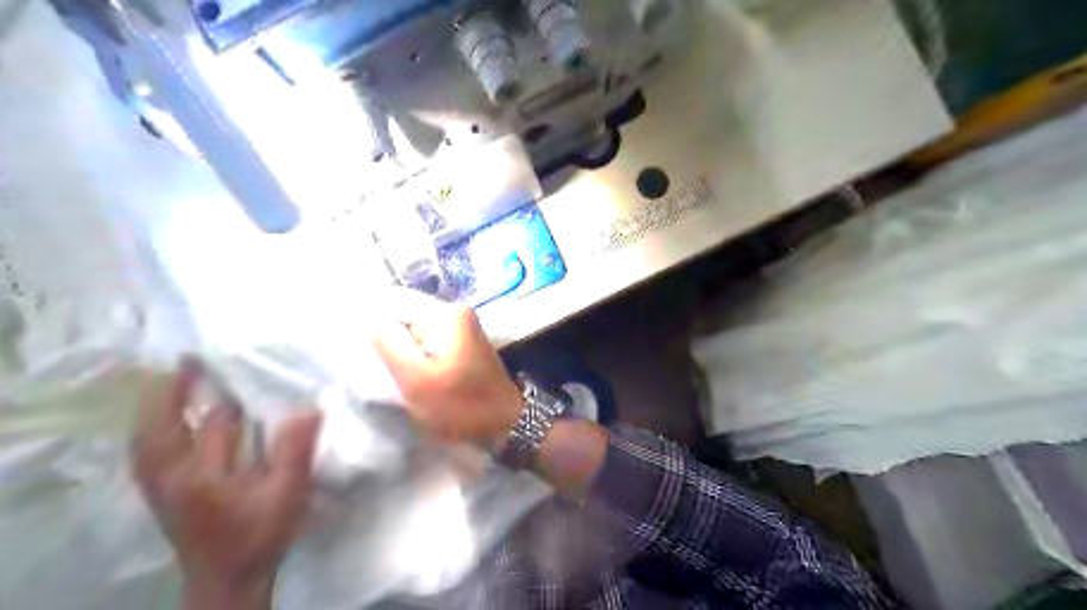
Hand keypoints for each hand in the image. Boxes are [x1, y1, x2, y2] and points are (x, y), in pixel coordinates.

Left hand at [131, 361, 322, 607]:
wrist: (229, 580)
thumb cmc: (259, 535)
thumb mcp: (286, 495)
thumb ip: (295, 451)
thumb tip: (309, 407)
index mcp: (194, 475)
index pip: (183, 423)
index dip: (182, 389)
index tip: (194, 357)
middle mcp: (167, 477)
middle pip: (157, 425)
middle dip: (170, 390)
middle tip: (192, 360)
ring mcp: (162, 485)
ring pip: (153, 436)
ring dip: (166, 405)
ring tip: (189, 377)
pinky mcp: (168, 491)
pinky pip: (158, 448)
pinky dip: (167, 424)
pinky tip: (190, 415)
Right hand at [375, 286, 520, 447]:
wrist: (505, 423)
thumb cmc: (459, 405)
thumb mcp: (415, 377)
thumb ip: (388, 341)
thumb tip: (368, 314)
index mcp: (445, 313)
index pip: (393, 301)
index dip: (375, 324)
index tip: (369, 352)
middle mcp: (455, 310)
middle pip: (405, 313)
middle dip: (390, 338)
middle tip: (384, 368)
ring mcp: (461, 325)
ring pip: (415, 328)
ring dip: (403, 349)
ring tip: (399, 374)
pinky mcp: (463, 341)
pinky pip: (428, 339)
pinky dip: (418, 355)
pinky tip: (415, 375)